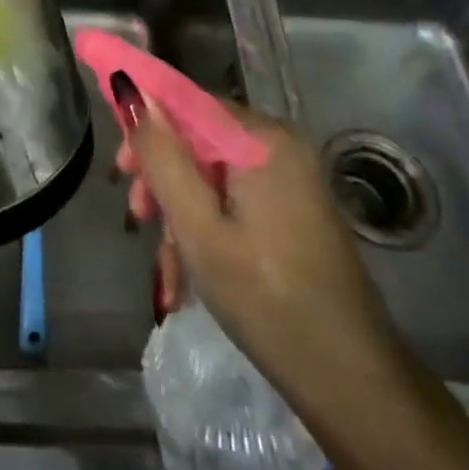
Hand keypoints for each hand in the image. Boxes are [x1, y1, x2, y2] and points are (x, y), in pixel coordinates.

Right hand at [113, 78, 398, 408]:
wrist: (349, 379)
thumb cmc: (264, 298)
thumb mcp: (197, 226)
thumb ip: (161, 155)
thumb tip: (130, 90)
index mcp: (261, 139)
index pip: (186, 99)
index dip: (144, 118)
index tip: (119, 166)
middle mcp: (279, 145)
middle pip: (197, 137)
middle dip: (160, 174)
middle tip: (136, 215)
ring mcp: (290, 178)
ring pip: (210, 173)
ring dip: (179, 211)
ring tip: (164, 265)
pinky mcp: (292, 208)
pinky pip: (233, 198)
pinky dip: (206, 226)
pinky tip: (186, 274)